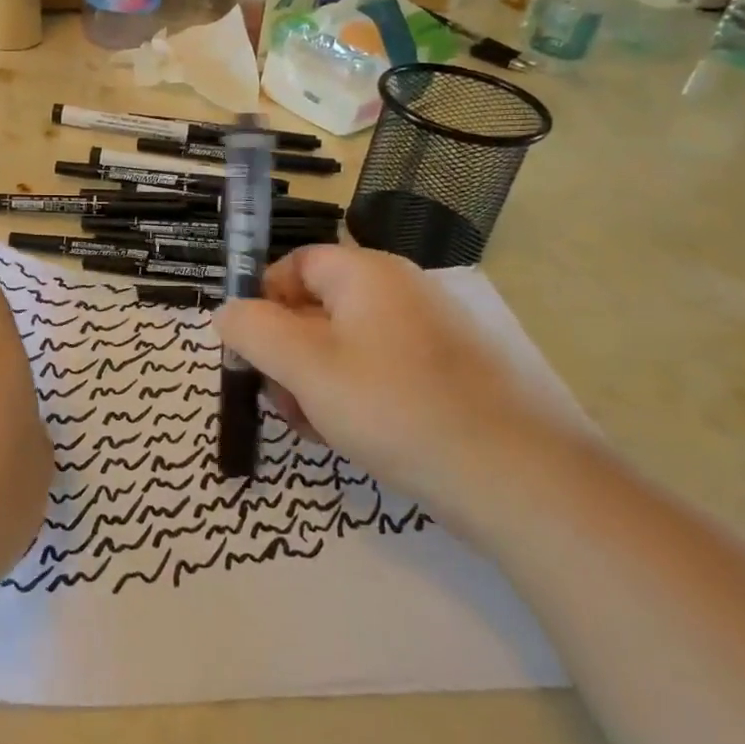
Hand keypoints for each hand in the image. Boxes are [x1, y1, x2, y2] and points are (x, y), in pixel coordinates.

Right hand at [213, 245, 583, 515]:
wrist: (518, 478)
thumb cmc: (395, 407)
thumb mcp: (305, 367)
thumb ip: (253, 331)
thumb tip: (226, 312)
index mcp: (366, 274)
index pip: (294, 264)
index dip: (262, 301)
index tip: (250, 351)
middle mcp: (399, 292)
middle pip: (316, 309)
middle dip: (286, 355)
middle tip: (280, 401)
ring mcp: (427, 335)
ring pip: (344, 347)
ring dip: (314, 383)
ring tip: (315, 428)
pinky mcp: (446, 376)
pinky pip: (379, 373)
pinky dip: (353, 398)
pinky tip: (349, 438)